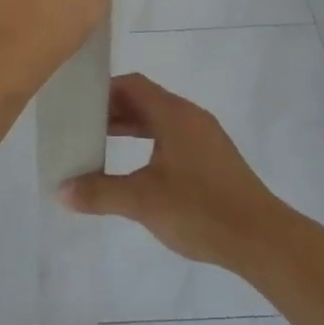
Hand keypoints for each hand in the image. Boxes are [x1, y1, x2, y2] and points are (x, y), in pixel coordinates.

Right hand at [61, 74, 289, 268]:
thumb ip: (100, 193)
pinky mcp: (214, 160)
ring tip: (100, 147)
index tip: (76, 105)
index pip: (133, 85)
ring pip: (160, 121)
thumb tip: (61, 191)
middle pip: (145, 101)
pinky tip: (137, 171)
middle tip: (81, 127)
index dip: (103, 90)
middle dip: (112, 111)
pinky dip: (149, 144)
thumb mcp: (142, 201)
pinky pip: (173, 139)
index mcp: (174, 114)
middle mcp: (191, 117)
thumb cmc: (200, 209)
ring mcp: (205, 138)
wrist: (262, 239)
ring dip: (130, 129)